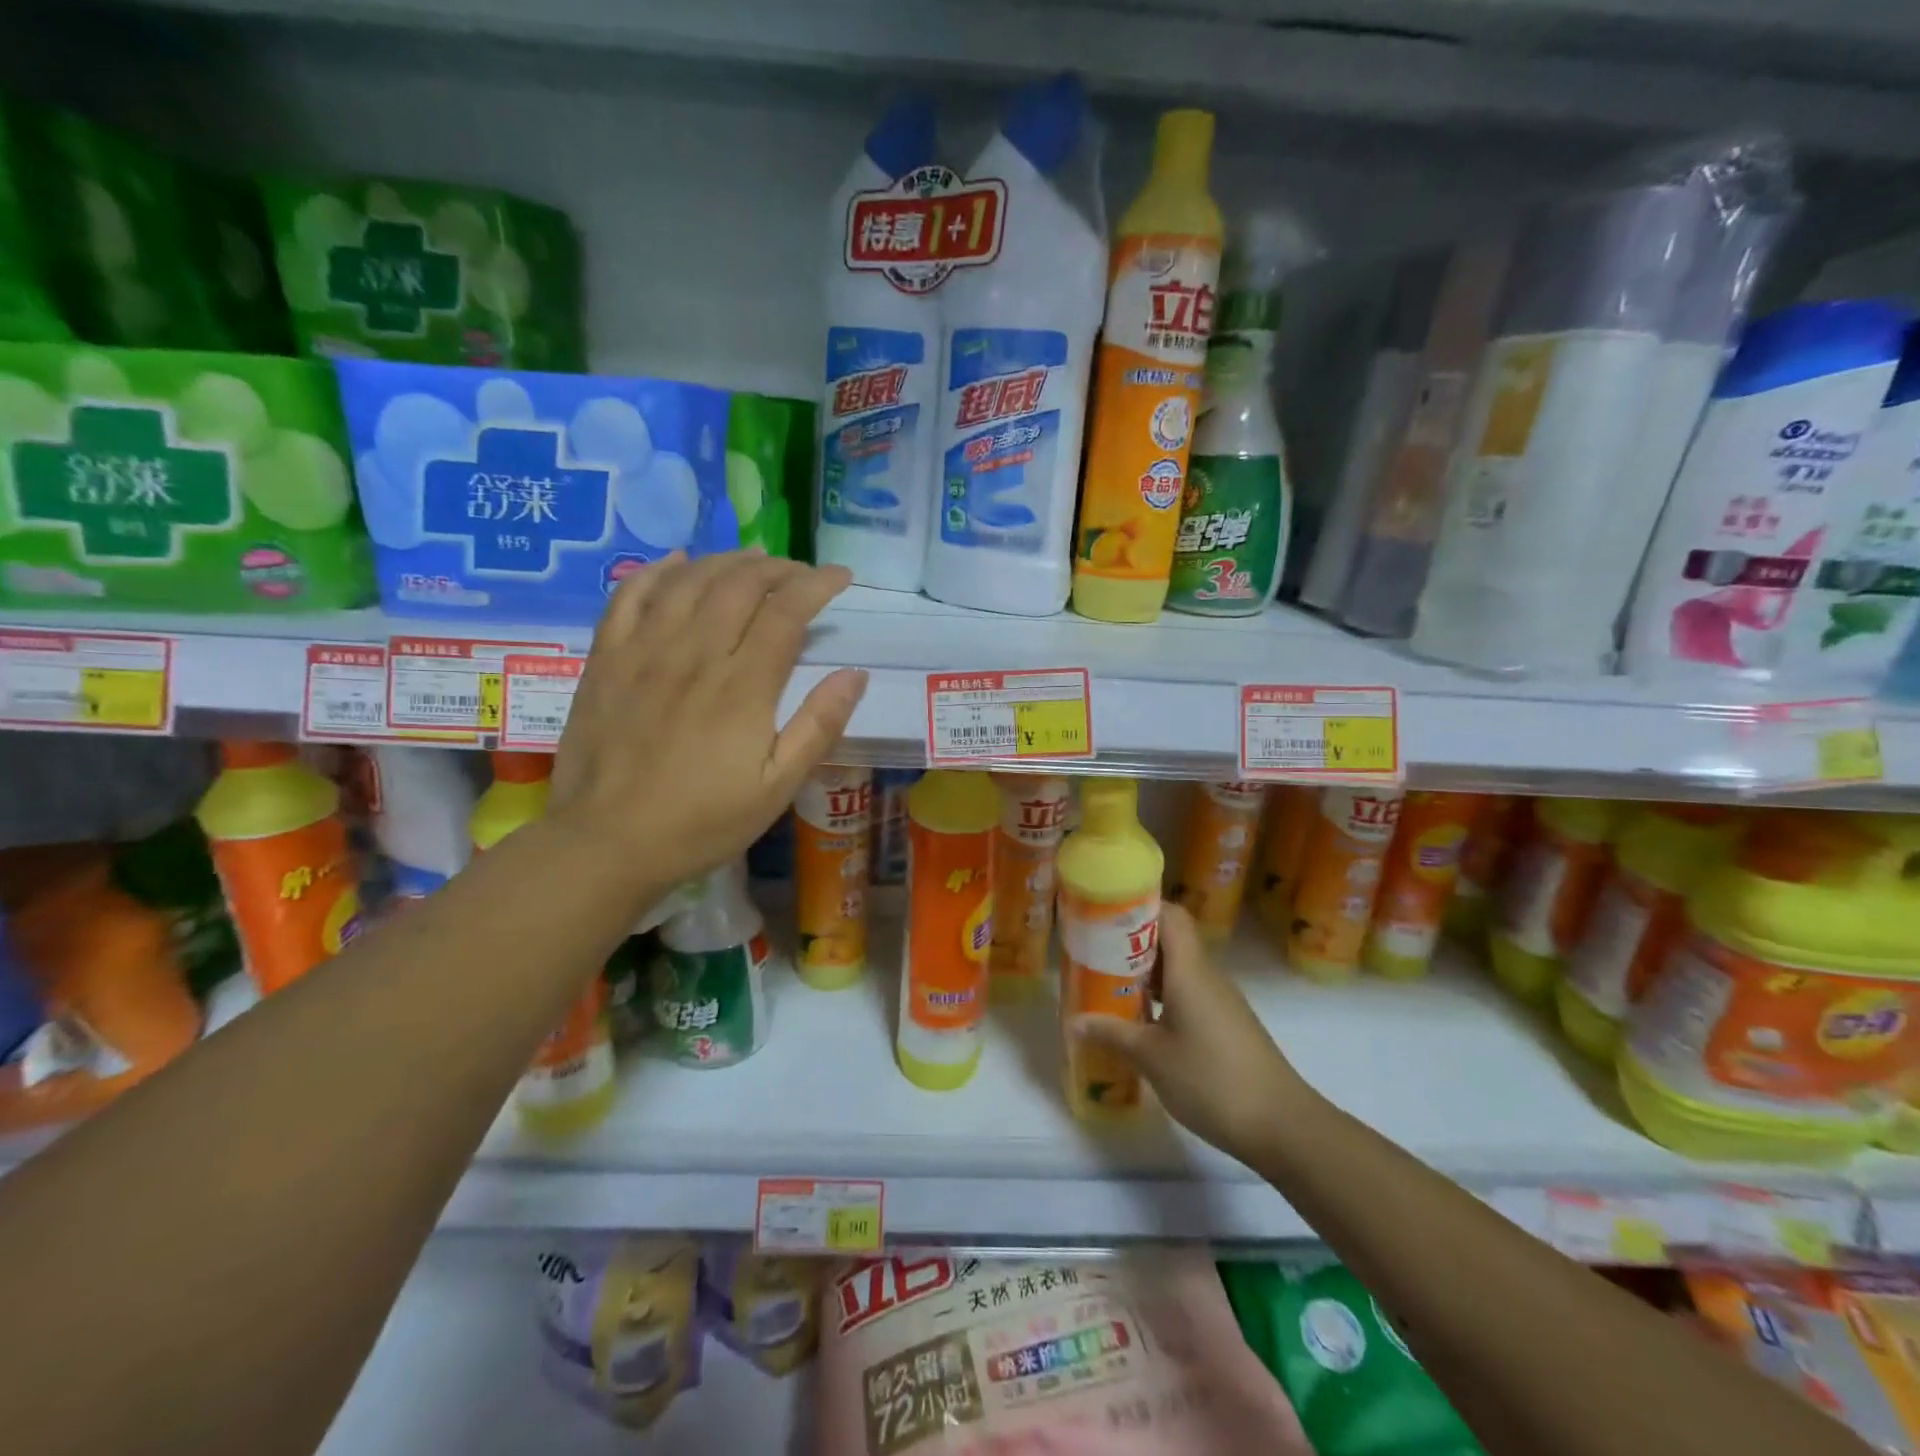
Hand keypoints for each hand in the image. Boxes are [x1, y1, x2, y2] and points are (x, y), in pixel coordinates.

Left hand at [549, 552, 866, 896]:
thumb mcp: (777, 787)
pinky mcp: (606, 659)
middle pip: (740, 584)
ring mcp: (644, 651)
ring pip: (690, 580)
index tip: (841, 578)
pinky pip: (630, 595)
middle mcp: (694, 654)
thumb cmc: (702, 822)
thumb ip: (818, 726)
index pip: (787, 612)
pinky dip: (658, 570)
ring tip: (754, 560)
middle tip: (801, 573)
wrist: (607, 844)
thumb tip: (855, 674)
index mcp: (743, 687)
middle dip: (779, 568)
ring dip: (727, 561)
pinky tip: (678, 562)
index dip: (818, 585)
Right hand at [1072, 904, 1316, 1167]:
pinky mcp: (1227, 1024)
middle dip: (1132, 941)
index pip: (1170, 915)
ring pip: (1179, 969)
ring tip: (1109, 984)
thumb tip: (1074, 1021)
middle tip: (1095, 951)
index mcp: (1190, 970)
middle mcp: (1207, 976)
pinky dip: (1163, 996)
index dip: (1139, 905)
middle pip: (1171, 939)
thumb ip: (1112, 1033)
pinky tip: (1141, 1020)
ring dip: (1146, 972)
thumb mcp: (1152, 1058)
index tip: (1105, 912)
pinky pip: (1189, 993)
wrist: (1283, 1126)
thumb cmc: (1211, 1080)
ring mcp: (1221, 1001)